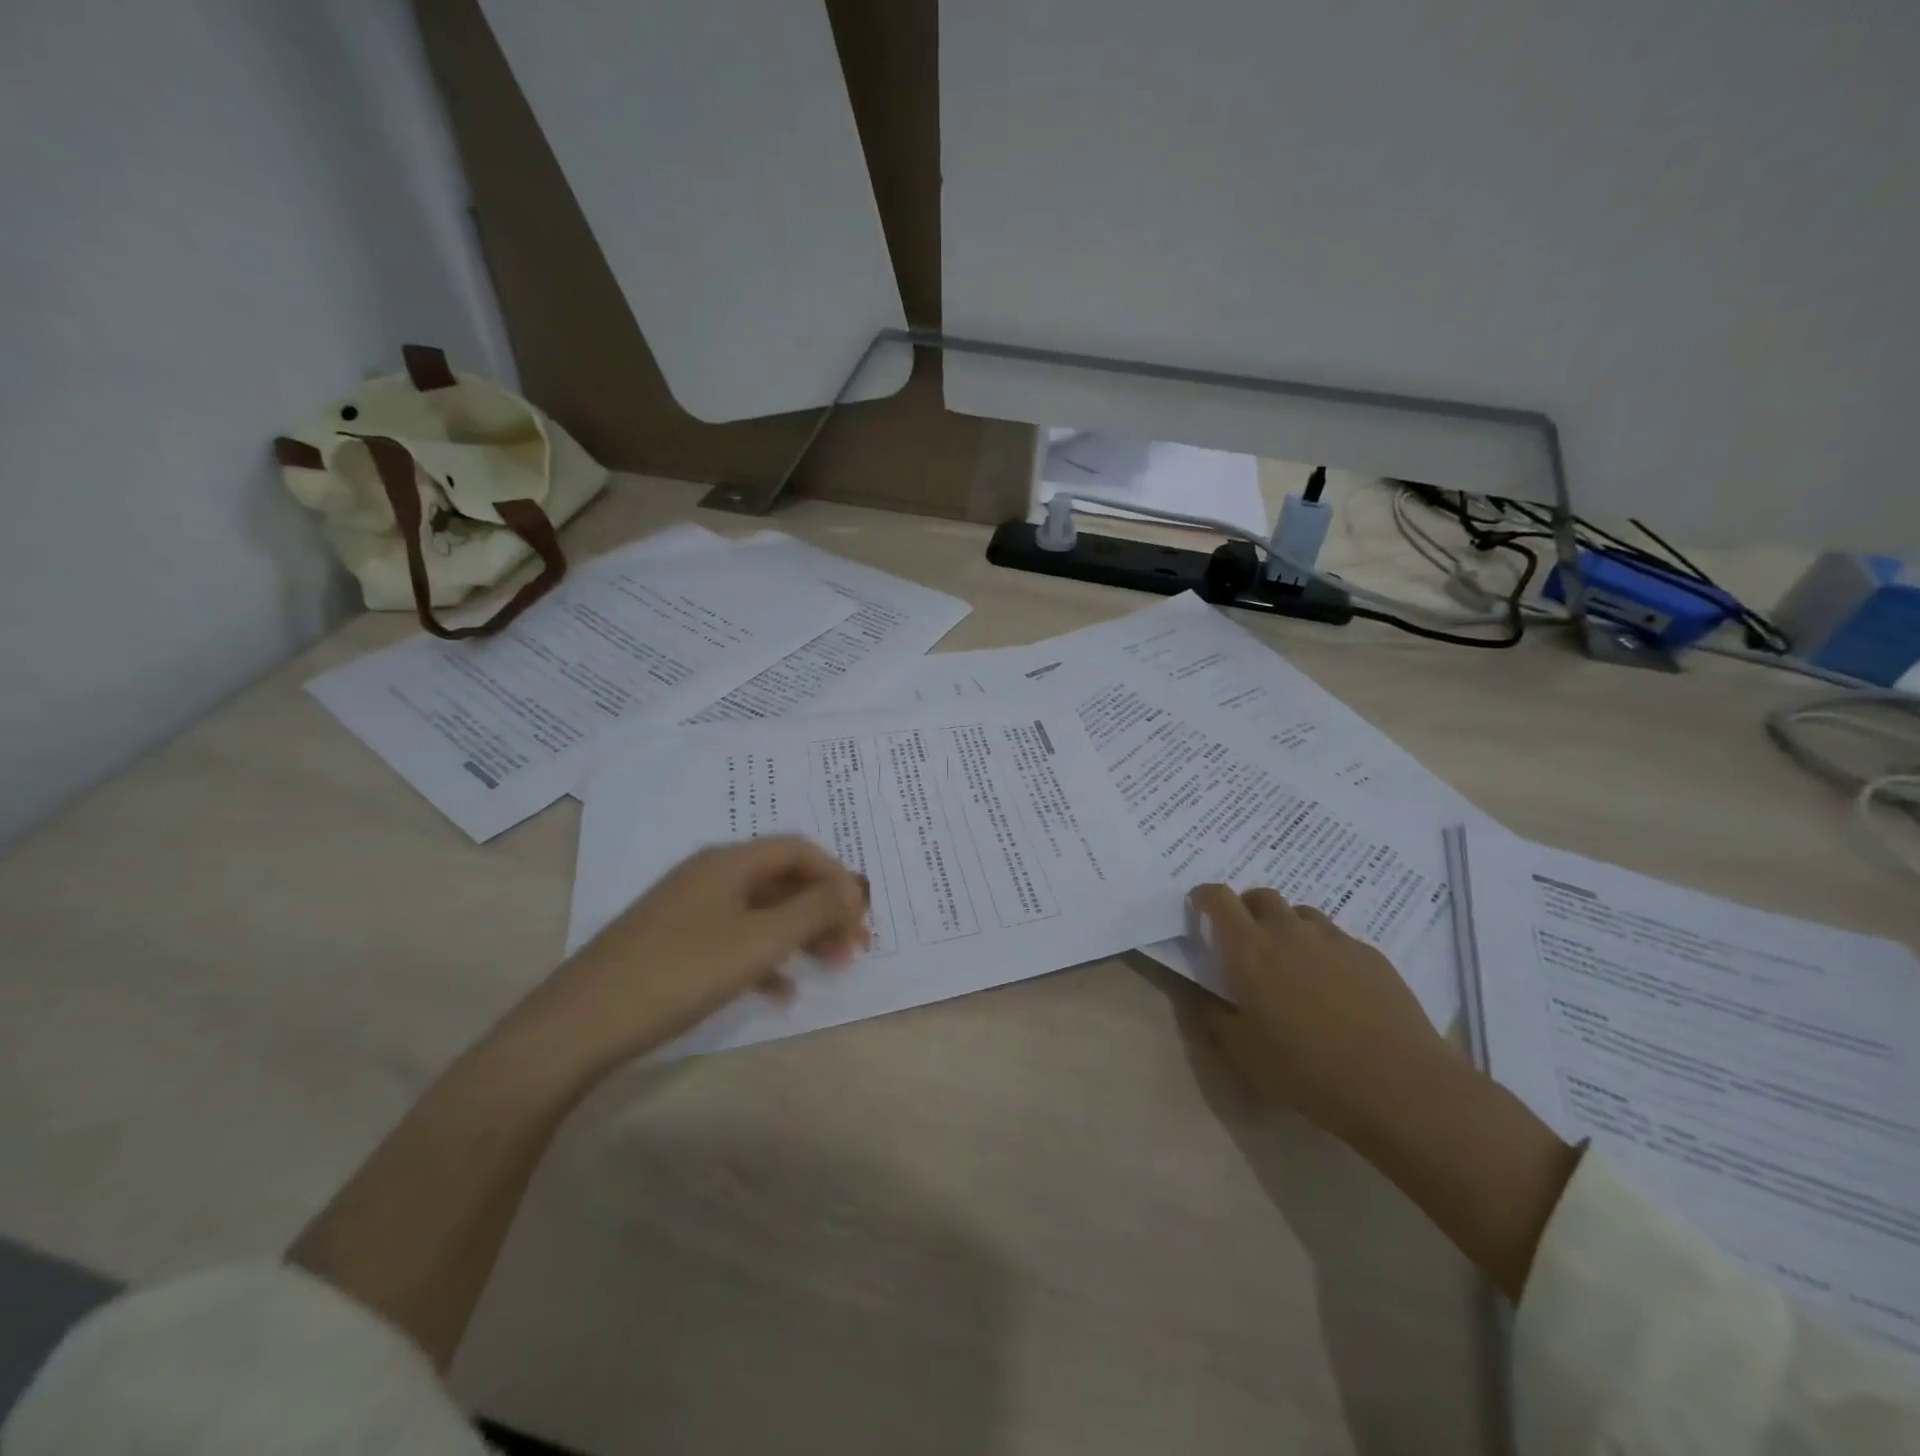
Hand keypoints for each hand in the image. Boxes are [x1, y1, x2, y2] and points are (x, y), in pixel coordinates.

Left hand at [530, 837, 870, 1071]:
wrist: (581, 1023)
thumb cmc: (681, 972)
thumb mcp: (759, 941)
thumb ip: (813, 911)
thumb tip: (854, 888)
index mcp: (730, 862)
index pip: (799, 849)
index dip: (837, 876)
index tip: (862, 915)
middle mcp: (710, 875)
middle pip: (782, 880)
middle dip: (824, 909)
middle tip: (855, 947)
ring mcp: (689, 909)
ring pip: (761, 912)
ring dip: (800, 935)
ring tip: (830, 968)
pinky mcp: (674, 943)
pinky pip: (734, 939)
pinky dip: (765, 959)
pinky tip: (781, 993)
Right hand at [1189, 883, 1451, 1138]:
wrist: (1398, 1085)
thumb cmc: (1306, 1070)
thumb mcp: (1243, 1053)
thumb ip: (1217, 1017)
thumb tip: (1208, 998)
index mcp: (1249, 949)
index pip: (1219, 899)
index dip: (1205, 896)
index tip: (1199, 905)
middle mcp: (1289, 932)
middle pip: (1262, 896)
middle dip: (1247, 908)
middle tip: (1246, 937)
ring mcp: (1334, 940)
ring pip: (1302, 914)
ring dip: (1287, 926)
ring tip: (1292, 961)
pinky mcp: (1370, 955)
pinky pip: (1337, 939)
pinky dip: (1324, 950)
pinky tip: (1334, 986)